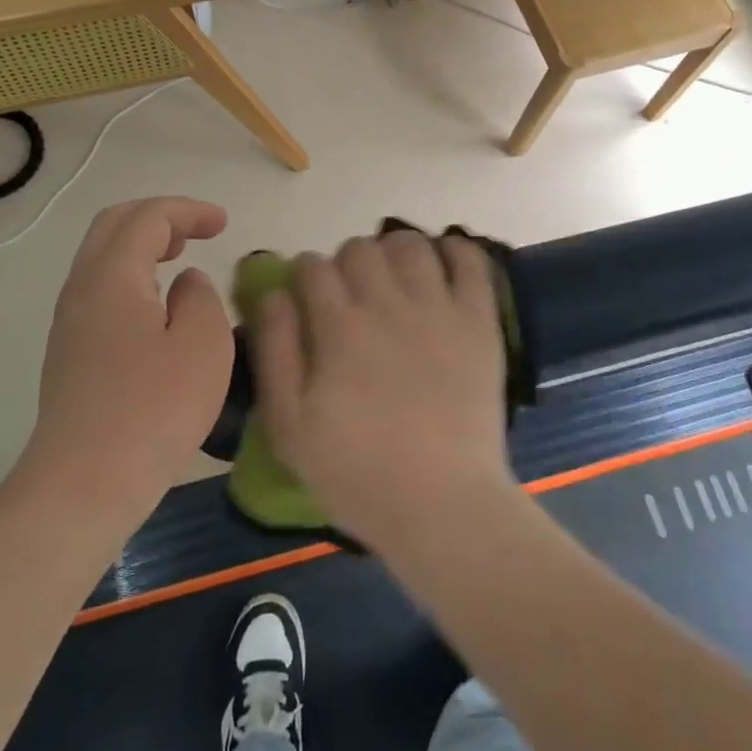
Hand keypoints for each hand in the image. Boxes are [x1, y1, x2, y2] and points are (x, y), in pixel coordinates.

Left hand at [20, 197, 233, 520]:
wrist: (84, 483)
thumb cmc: (153, 409)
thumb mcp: (203, 345)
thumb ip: (201, 298)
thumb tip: (185, 284)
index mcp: (112, 275)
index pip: (148, 217)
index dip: (188, 211)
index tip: (223, 223)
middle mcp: (82, 287)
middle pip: (114, 226)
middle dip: (159, 218)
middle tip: (199, 231)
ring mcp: (70, 321)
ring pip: (103, 257)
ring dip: (143, 246)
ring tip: (180, 258)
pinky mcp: (70, 351)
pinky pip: (101, 288)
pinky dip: (133, 276)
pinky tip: (158, 305)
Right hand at [252, 230, 514, 552]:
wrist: (442, 505)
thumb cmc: (357, 473)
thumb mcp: (289, 426)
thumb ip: (275, 351)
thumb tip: (273, 293)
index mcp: (339, 328)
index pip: (313, 267)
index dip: (304, 274)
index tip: (308, 297)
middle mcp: (387, 305)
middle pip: (359, 248)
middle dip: (346, 262)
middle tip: (351, 294)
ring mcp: (438, 309)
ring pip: (410, 245)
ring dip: (394, 252)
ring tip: (394, 278)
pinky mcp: (478, 322)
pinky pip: (471, 262)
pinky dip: (455, 250)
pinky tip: (442, 263)